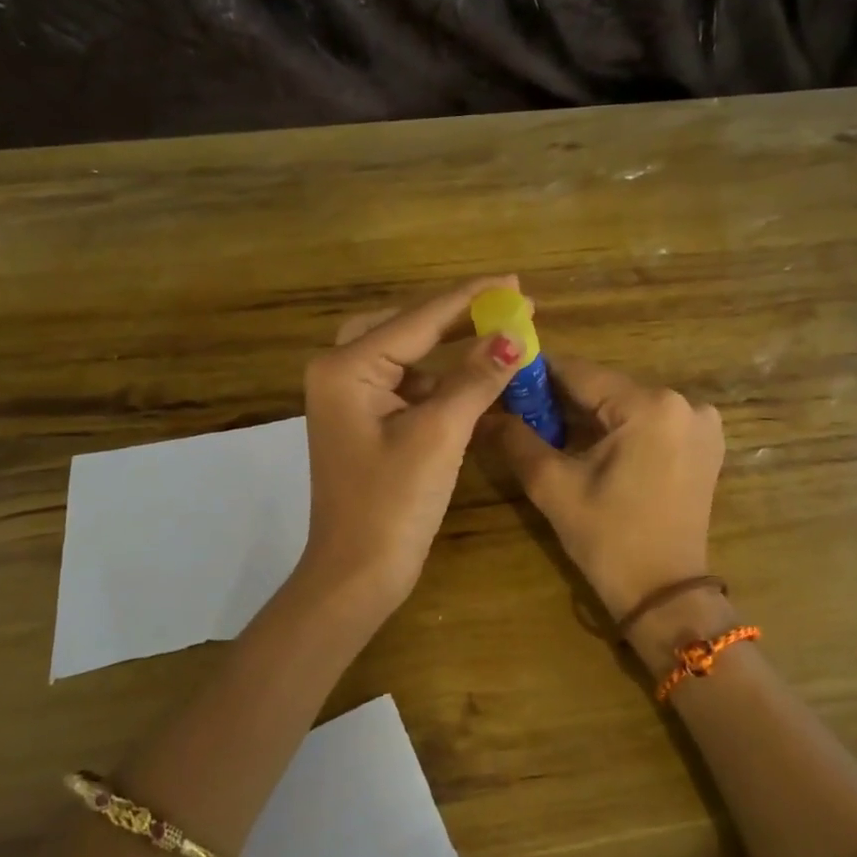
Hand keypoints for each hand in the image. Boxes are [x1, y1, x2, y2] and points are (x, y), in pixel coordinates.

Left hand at [292, 277, 525, 630]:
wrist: (357, 574)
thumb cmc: (392, 503)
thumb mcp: (439, 434)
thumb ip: (475, 378)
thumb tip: (514, 335)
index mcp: (346, 367)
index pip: (419, 319)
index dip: (472, 299)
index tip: (516, 282)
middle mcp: (339, 372)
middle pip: (406, 326)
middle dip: (457, 316)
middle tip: (506, 304)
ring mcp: (349, 399)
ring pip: (405, 354)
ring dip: (449, 347)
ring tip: (497, 334)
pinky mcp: (363, 422)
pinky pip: (405, 384)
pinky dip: (439, 380)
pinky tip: (474, 379)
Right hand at [491, 354, 724, 628]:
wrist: (665, 595)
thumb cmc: (608, 539)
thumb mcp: (554, 486)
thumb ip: (516, 440)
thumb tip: (482, 412)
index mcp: (651, 406)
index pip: (581, 373)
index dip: (538, 374)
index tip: (504, 378)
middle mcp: (685, 403)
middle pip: (606, 388)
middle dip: (562, 399)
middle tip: (519, 411)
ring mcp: (701, 423)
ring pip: (626, 405)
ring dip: (589, 415)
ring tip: (547, 430)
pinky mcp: (704, 443)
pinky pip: (649, 422)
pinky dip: (618, 428)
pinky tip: (589, 447)